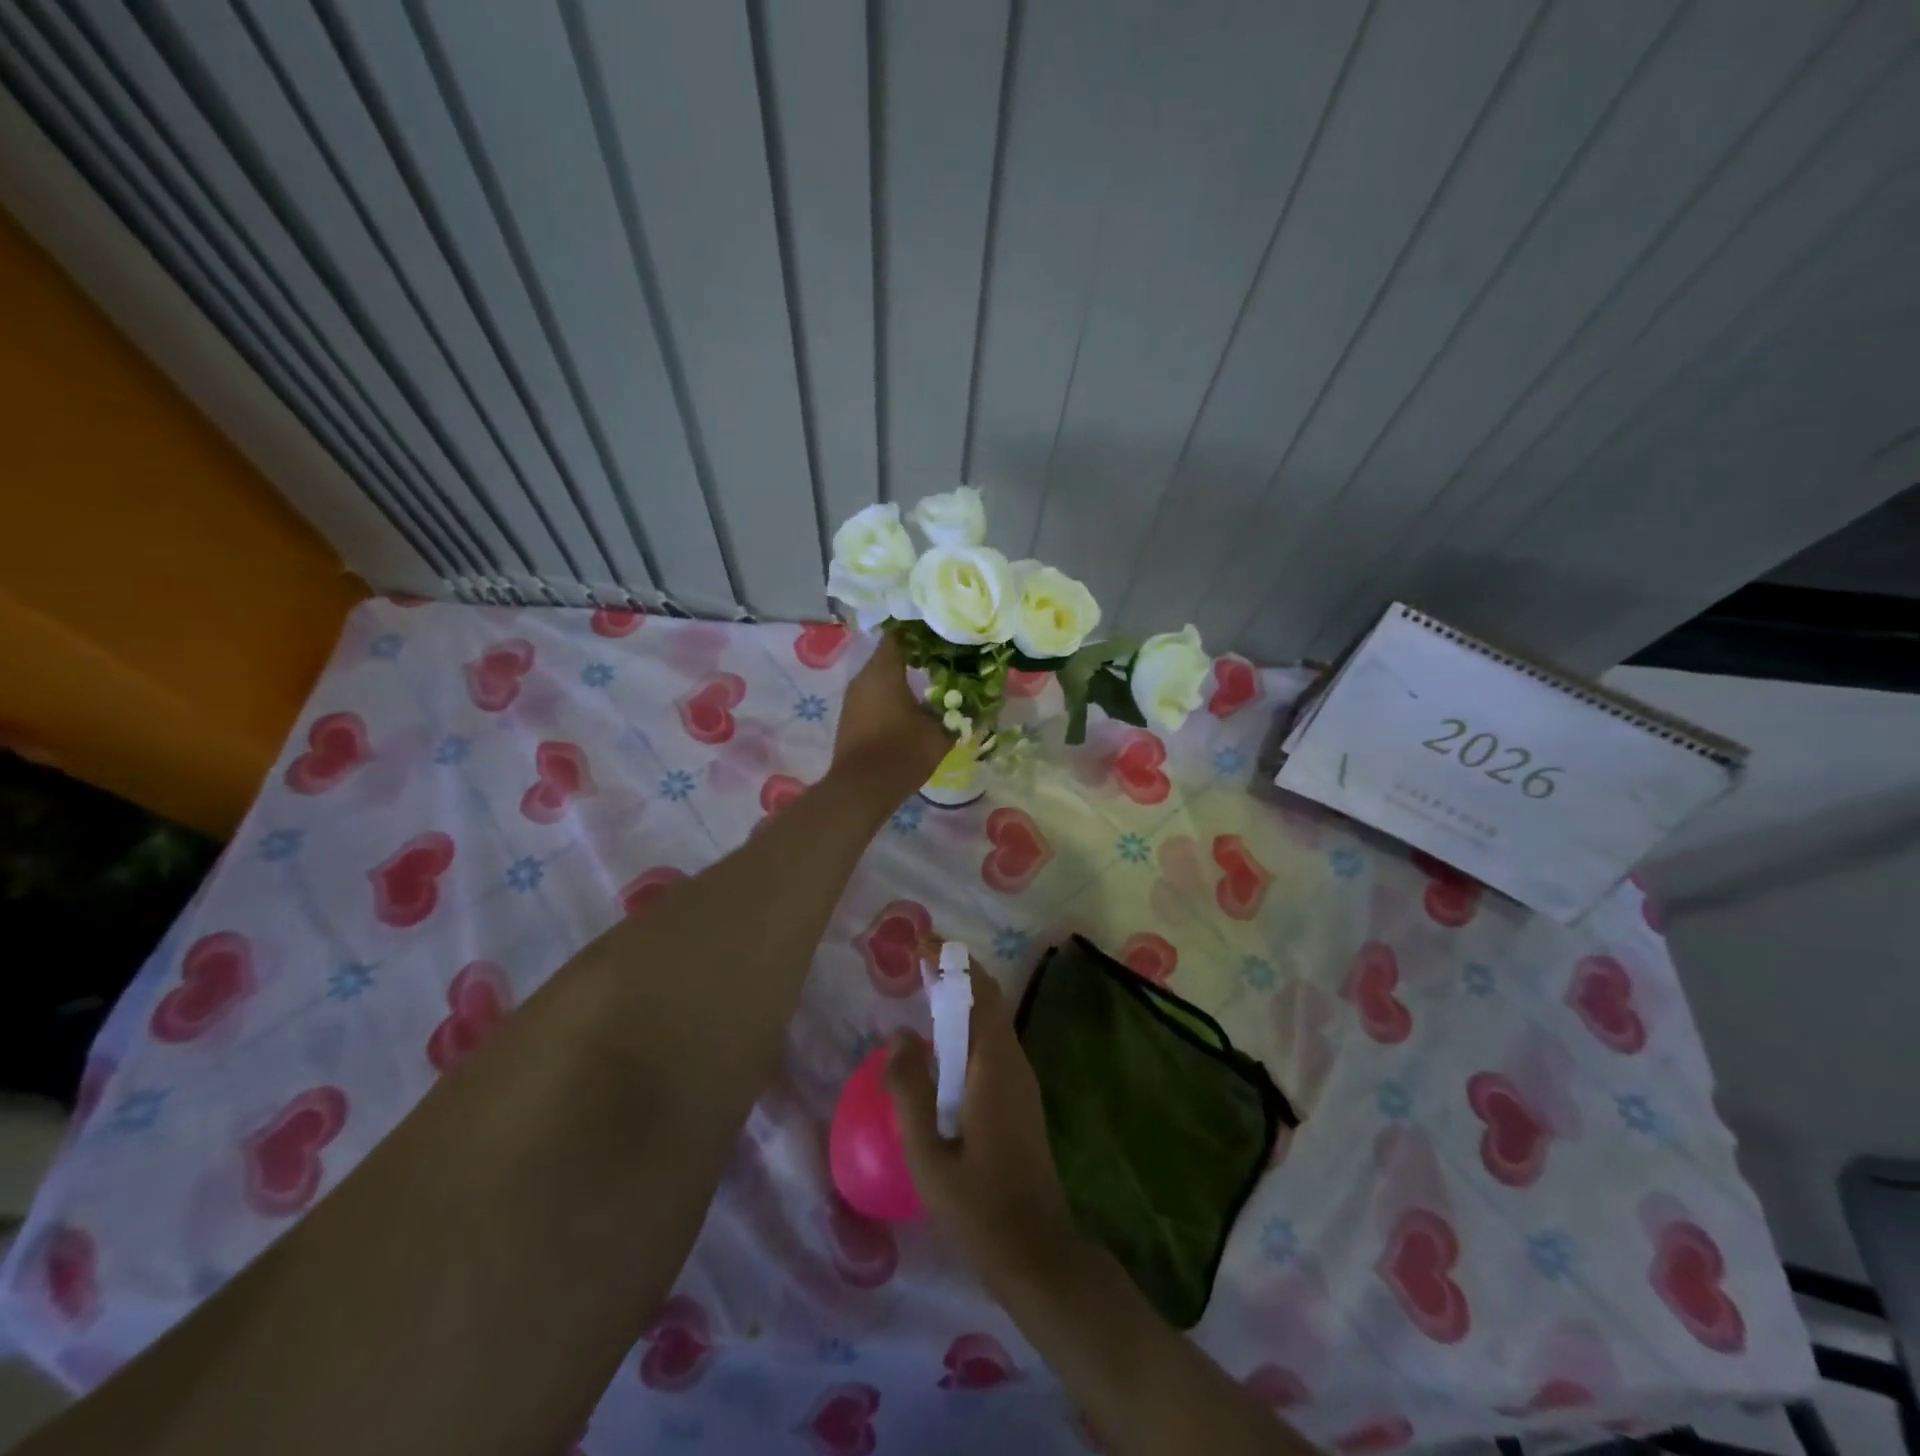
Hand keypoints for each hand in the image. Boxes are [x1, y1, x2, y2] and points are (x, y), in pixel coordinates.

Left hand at [833, 631, 952, 789]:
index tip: (941, 636)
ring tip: (929, 683)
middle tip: (943, 660)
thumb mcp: (939, 734)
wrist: (861, 789)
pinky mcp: (850, 716)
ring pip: (880, 676)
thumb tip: (974, 702)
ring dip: (902, 677)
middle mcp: (864, 677)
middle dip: (915, 656)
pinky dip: (890, 695)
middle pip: (889, 655)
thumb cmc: (902, 753)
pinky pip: (873, 695)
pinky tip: (909, 706)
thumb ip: (957, 713)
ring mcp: (853, 697)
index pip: (899, 634)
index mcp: (884, 671)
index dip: (921, 633)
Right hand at [885, 961, 1080, 1294]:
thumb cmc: (978, 1206)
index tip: (922, 944)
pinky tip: (940, 1050)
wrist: (1036, 1253)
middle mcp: (1013, 1063)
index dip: (954, 963)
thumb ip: (909, 1091)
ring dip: (961, 1001)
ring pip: (992, 1024)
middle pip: (988, 1001)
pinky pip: (992, 1047)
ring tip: (922, 996)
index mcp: (995, 1066)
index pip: (980, 992)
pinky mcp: (1019, 1100)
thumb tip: (898, 1036)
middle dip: (956, 975)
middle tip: (916, 965)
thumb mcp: (928, 1154)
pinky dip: (966, 1030)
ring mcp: (1021, 1082)